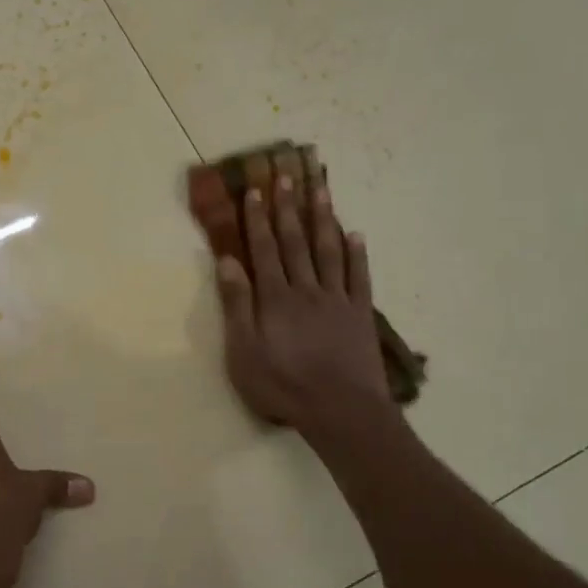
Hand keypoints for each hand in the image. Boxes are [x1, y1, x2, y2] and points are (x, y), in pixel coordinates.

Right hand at [215, 175, 390, 435]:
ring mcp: (336, 299)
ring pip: (328, 251)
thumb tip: (227, 261)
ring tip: (320, 190)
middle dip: (287, 209)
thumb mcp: (244, 351)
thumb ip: (237, 305)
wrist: (340, 410)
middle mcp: (305, 289)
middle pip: (295, 242)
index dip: (257, 220)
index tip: (255, 191)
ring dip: (323, 219)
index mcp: (274, 298)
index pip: (263, 250)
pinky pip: (359, 276)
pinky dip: (357, 253)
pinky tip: (355, 234)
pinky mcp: (360, 314)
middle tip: (286, 176)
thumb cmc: (283, 384)